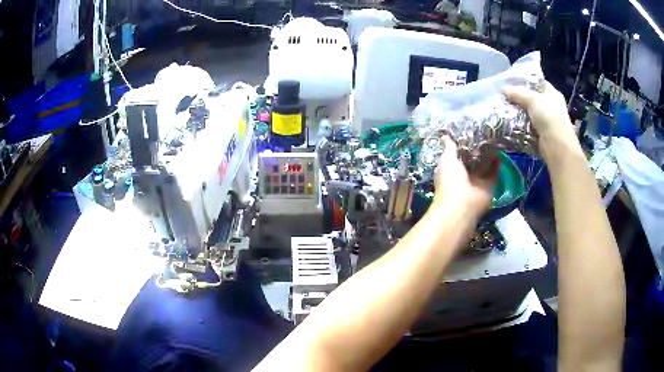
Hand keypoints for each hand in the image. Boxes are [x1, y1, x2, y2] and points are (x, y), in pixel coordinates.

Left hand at [431, 137, 497, 219]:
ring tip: (494, 141)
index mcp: (451, 170)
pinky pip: (494, 174)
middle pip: (472, 161)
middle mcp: (464, 176)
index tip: (469, 132)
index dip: (463, 146)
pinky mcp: (489, 187)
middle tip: (485, 134)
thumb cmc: (450, 181)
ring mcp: (477, 182)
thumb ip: (449, 148)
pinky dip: (497, 165)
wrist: (462, 205)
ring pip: (484, 167)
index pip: (457, 156)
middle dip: (478, 150)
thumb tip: (444, 136)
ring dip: (489, 156)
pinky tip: (500, 152)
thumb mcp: (447, 160)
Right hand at [503, 82, 583, 164]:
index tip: (511, 82)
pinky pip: (528, 127)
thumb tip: (503, 89)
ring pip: (529, 114)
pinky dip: (520, 127)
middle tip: (505, 97)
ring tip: (504, 110)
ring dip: (518, 113)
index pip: (537, 83)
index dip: (525, 81)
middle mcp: (551, 106)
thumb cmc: (549, 117)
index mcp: (552, 94)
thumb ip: (517, 93)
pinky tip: (510, 124)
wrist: (557, 147)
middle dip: (519, 98)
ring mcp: (547, 122)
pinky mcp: (542, 135)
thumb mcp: (532, 99)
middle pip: (532, 99)